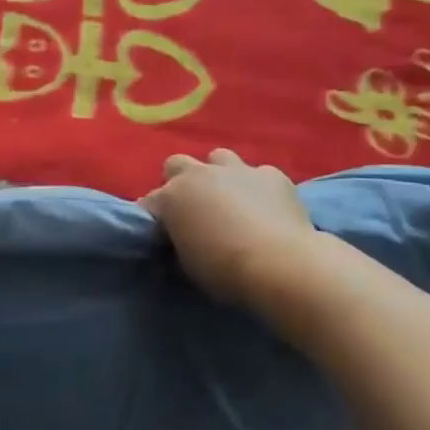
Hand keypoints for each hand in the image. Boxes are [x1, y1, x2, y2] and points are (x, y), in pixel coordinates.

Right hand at [141, 149, 316, 306]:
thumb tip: (179, 240)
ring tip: (231, 201)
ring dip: (219, 176)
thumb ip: (178, 243)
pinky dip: (258, 188)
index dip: (155, 218)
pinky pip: (259, 174)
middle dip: (181, 182)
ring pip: (219, 158)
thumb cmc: (224, 271)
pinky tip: (267, 208)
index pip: (149, 202)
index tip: (163, 235)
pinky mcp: (271, 175)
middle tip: (193, 209)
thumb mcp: (186, 264)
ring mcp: (237, 170)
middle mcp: (199, 174)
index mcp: (171, 197)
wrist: (280, 265)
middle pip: (176, 165)